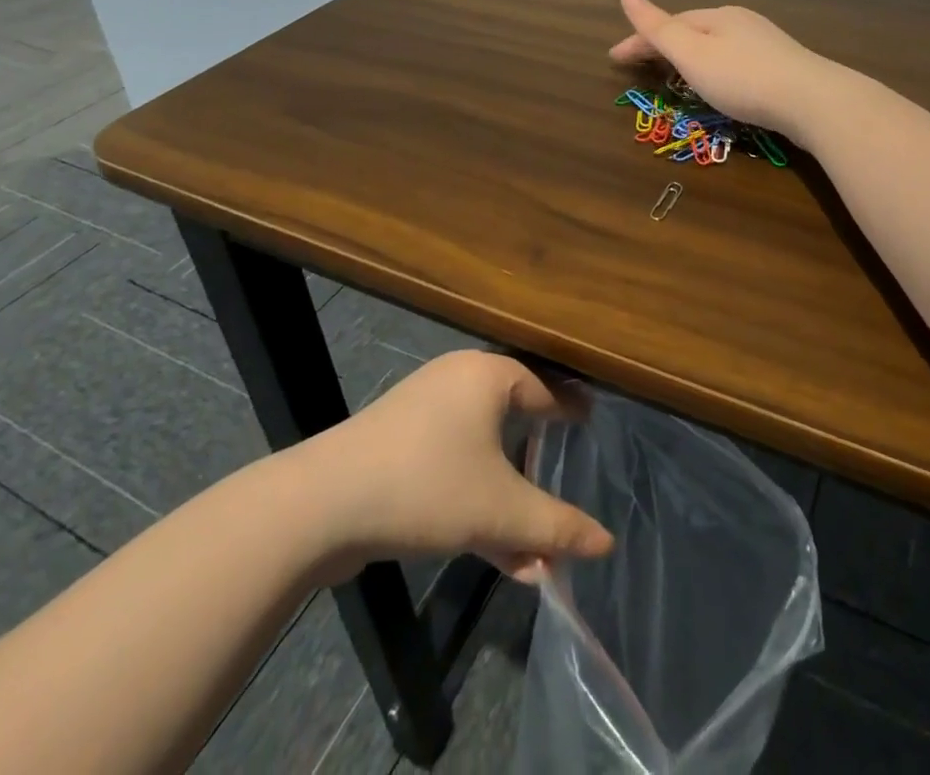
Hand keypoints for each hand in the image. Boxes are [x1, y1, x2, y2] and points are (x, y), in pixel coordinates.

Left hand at [312, 351, 612, 581]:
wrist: (322, 504)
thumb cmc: (427, 486)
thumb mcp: (501, 511)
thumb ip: (557, 527)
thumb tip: (607, 543)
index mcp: (488, 375)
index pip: (546, 388)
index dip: (571, 411)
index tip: (593, 424)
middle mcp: (457, 381)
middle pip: (514, 423)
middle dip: (540, 471)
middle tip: (566, 487)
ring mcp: (423, 412)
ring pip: (484, 454)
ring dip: (508, 502)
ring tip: (534, 552)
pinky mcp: (398, 444)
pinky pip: (453, 465)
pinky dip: (476, 500)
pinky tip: (494, 552)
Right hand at [608, 0, 838, 143]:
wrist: (813, 101)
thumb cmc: (743, 77)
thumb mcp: (692, 53)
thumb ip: (658, 28)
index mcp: (716, 15)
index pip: (667, 24)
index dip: (638, 41)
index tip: (612, 60)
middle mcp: (740, 21)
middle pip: (691, 30)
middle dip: (661, 46)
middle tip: (635, 65)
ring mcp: (764, 43)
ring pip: (714, 45)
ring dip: (687, 56)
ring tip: (671, 74)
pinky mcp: (781, 66)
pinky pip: (733, 60)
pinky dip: (712, 68)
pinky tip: (717, 82)